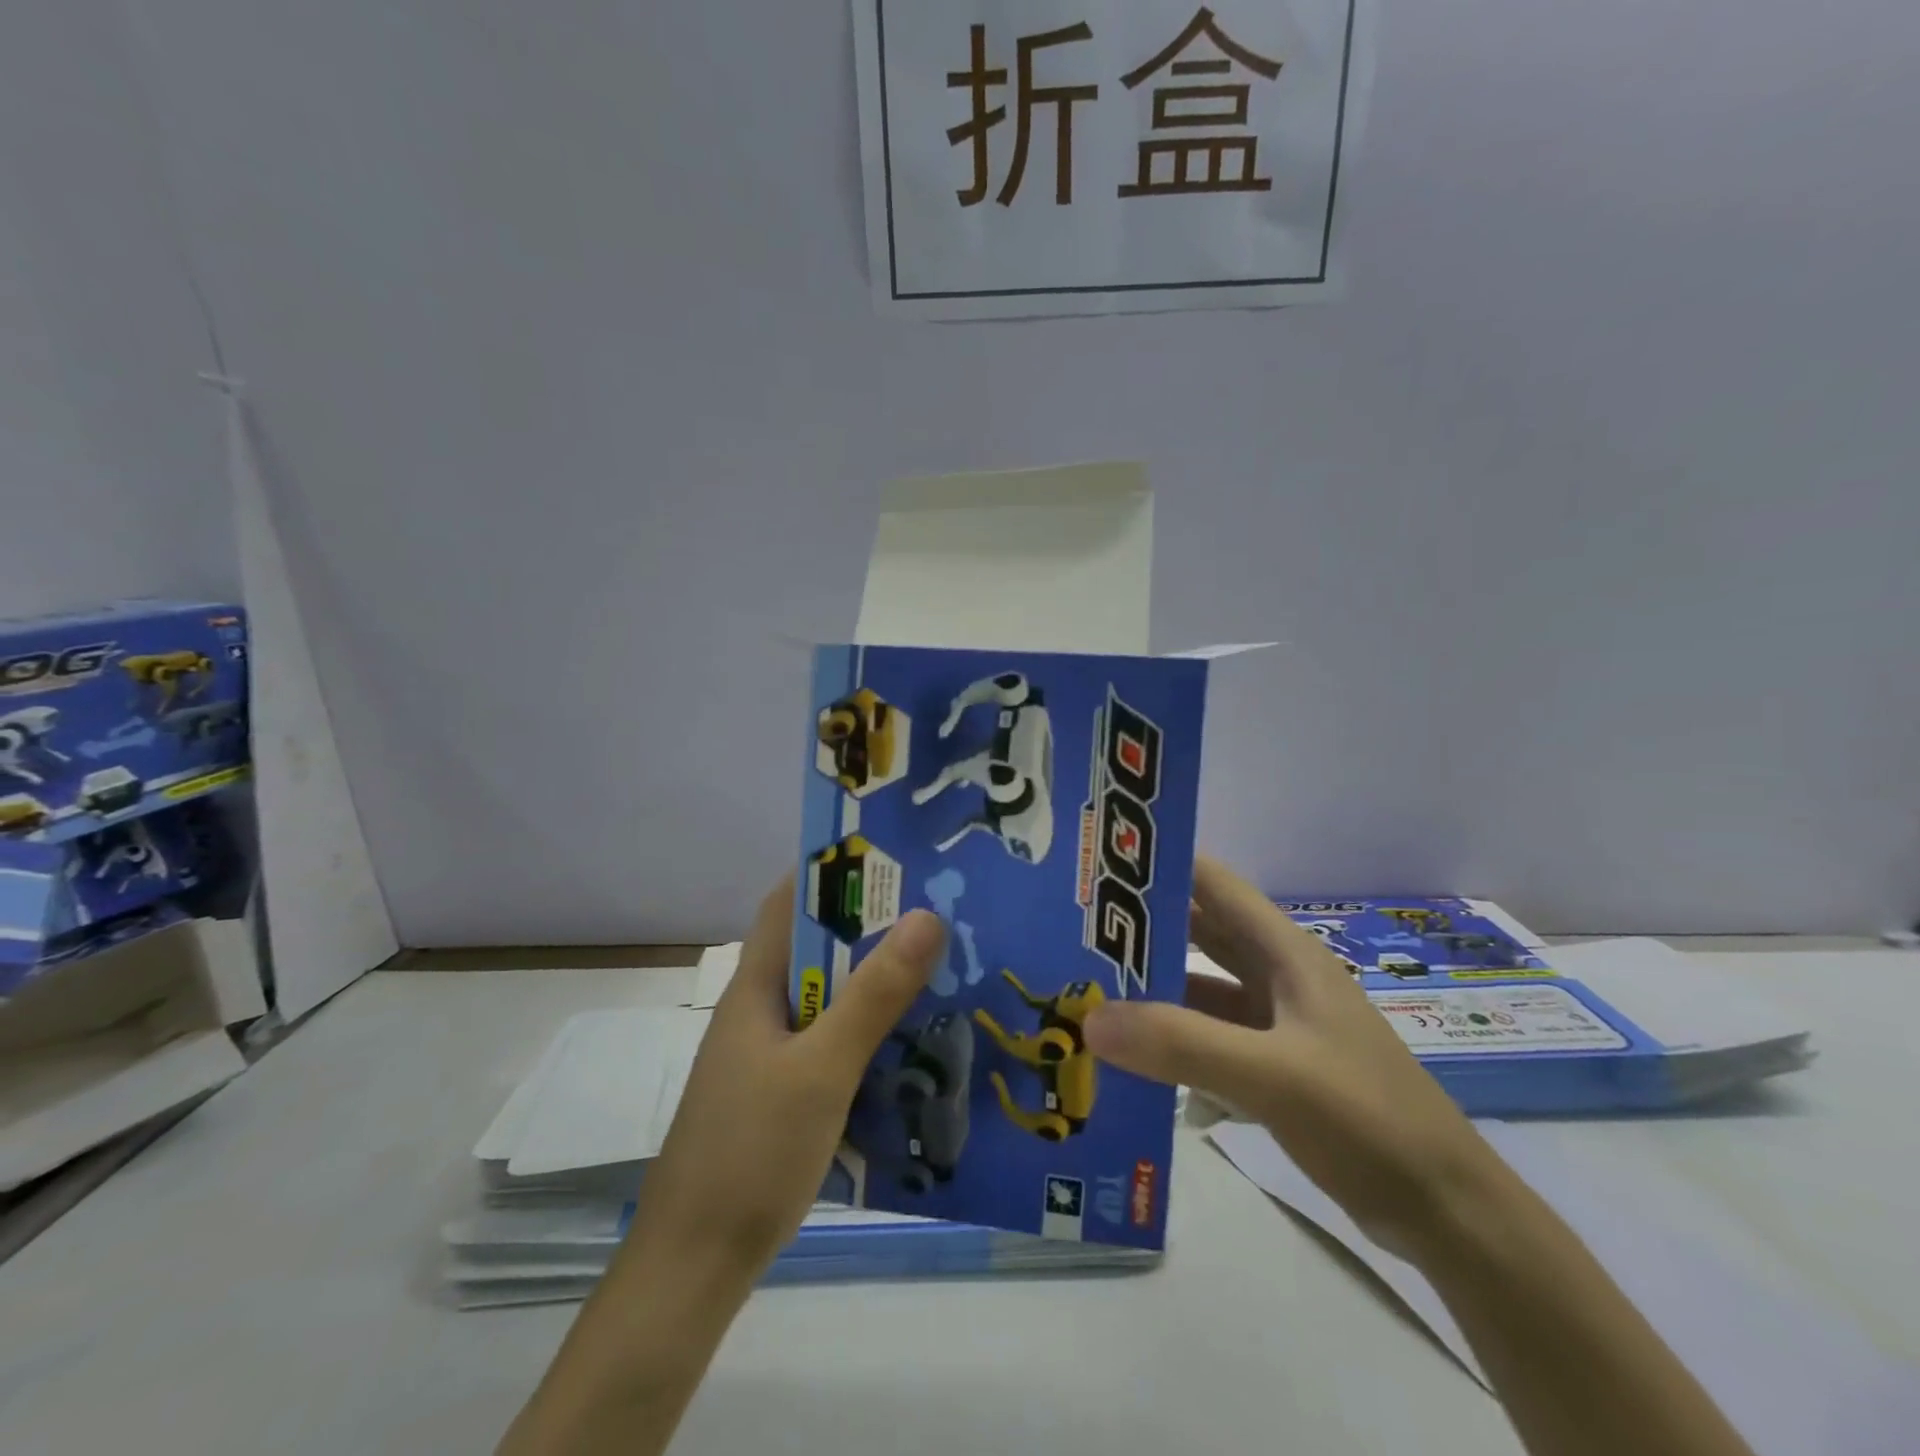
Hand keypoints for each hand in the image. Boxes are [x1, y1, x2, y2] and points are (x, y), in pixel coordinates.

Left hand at [634, 878, 946, 1272]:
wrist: (695, 1266)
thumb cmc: (752, 1152)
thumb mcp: (823, 1068)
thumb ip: (875, 994)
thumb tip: (926, 915)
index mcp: (755, 987)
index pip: (787, 903)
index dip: (830, 872)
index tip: (891, 857)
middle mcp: (760, 1011)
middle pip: (817, 950)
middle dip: (871, 928)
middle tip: (938, 911)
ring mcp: (769, 1055)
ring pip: (828, 999)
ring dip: (874, 982)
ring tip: (939, 967)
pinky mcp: (782, 1094)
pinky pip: (832, 1042)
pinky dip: (868, 1032)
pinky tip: (912, 1042)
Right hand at [1082, 857, 1507, 1261]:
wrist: (1445, 1211)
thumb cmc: (1366, 1118)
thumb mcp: (1273, 1076)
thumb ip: (1181, 1044)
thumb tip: (1088, 1019)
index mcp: (1283, 952)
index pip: (1212, 882)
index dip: (1159, 864)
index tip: (1096, 863)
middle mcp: (1275, 975)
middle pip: (1198, 932)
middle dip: (1140, 926)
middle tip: (1071, 926)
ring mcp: (1275, 1022)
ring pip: (1199, 987)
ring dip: (1150, 986)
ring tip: (1084, 987)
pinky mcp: (1273, 1065)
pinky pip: (1207, 1037)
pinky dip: (1170, 1038)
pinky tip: (1128, 1055)